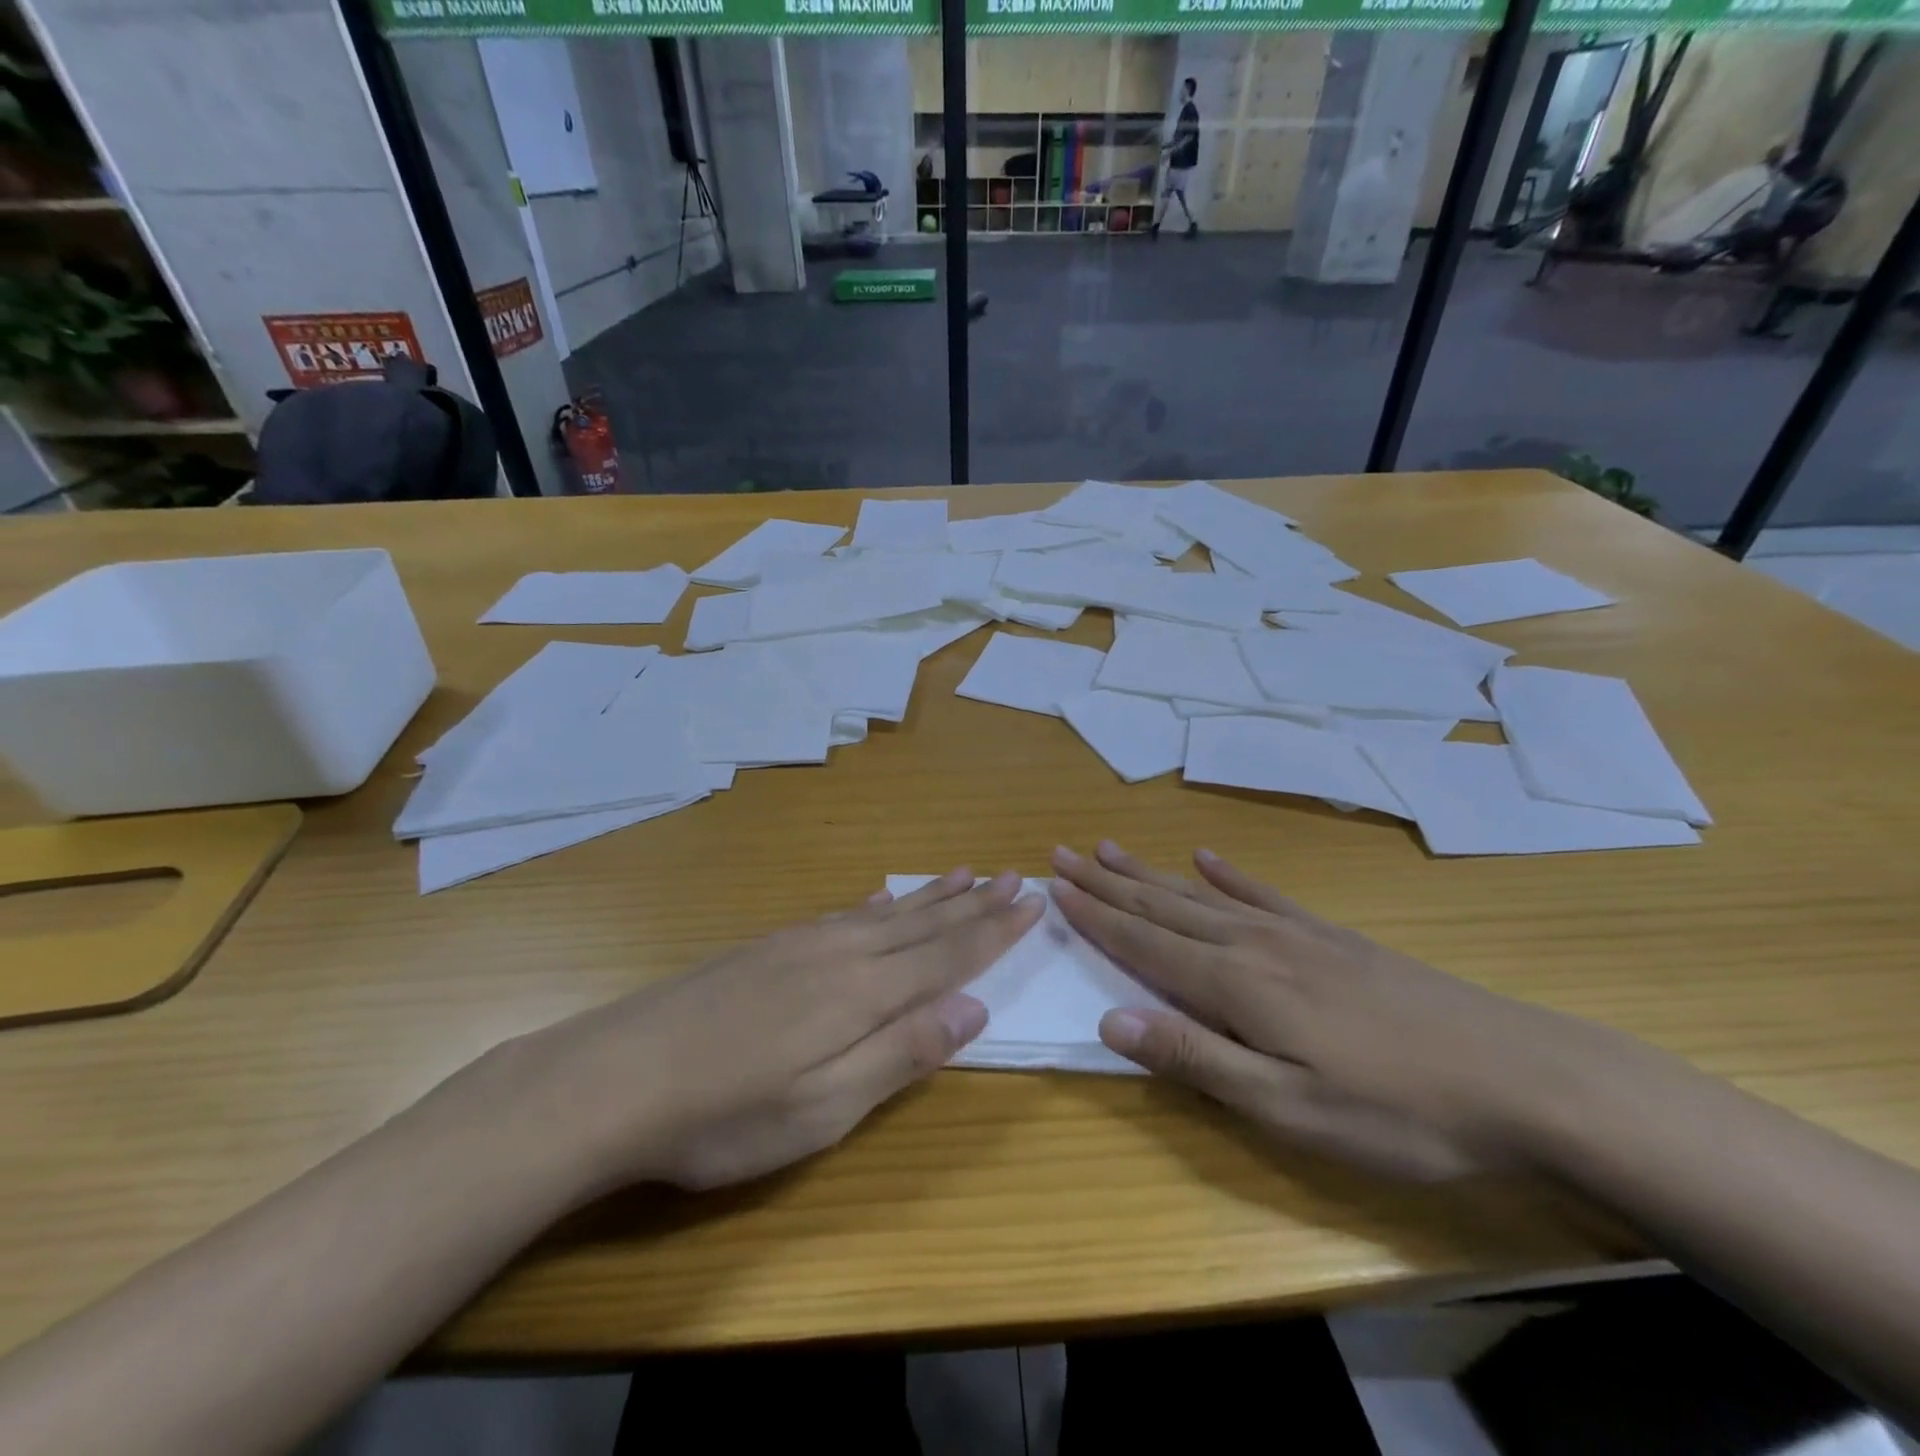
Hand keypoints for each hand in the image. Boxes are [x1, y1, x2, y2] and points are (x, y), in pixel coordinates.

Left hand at [497, 869, 1042, 1193]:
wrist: (612, 1078)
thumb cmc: (724, 1114)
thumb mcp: (824, 1108)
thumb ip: (901, 1054)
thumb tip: (974, 1009)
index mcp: (861, 992)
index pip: (946, 954)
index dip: (992, 932)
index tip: (1030, 903)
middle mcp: (839, 953)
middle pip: (921, 923)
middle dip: (971, 903)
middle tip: (1010, 874)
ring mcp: (798, 945)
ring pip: (883, 911)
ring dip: (928, 895)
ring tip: (960, 873)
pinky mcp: (766, 949)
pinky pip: (841, 914)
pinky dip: (874, 904)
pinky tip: (878, 898)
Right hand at [1049, 842, 1626, 1180]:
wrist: (1521, 1077)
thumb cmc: (1398, 1110)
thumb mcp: (1290, 1110)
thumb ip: (1197, 1060)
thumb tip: (1111, 1019)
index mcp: (1236, 985)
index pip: (1143, 942)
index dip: (1094, 916)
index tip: (1053, 888)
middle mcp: (1253, 944)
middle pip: (1163, 905)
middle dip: (1107, 882)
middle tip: (1062, 854)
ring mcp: (1294, 933)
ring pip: (1200, 894)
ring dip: (1150, 871)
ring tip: (1110, 848)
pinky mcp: (1330, 937)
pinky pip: (1261, 893)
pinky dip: (1226, 874)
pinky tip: (1206, 857)